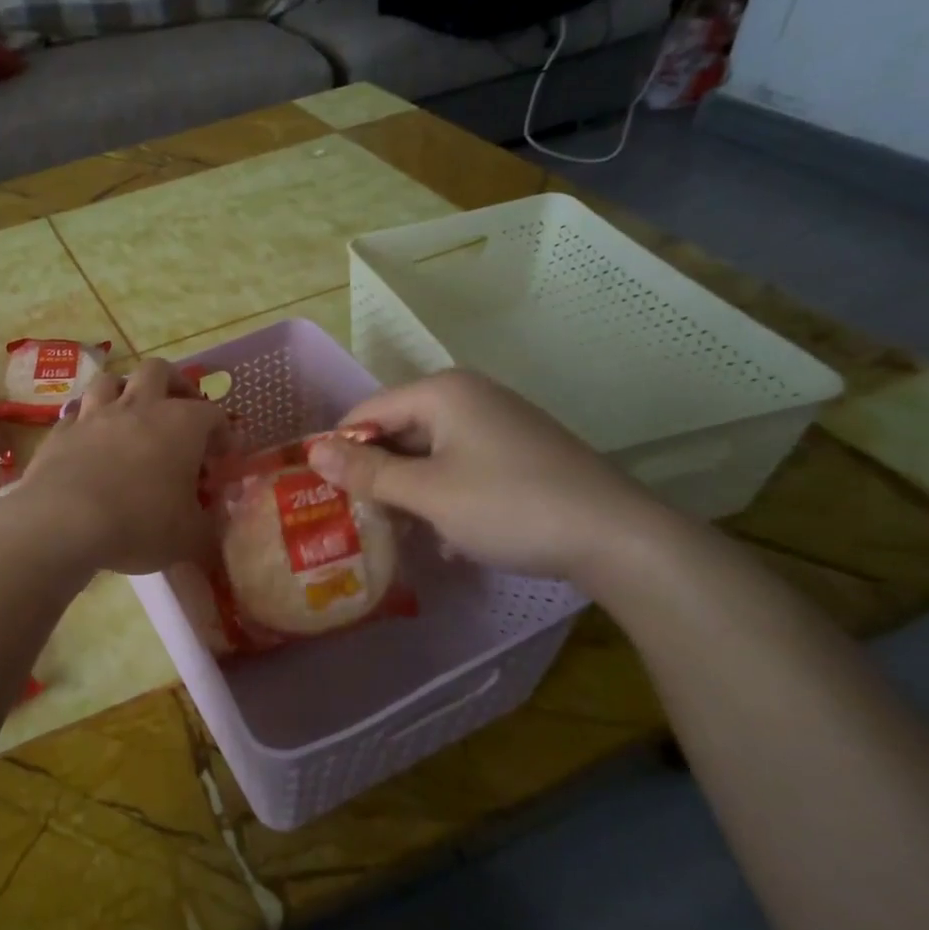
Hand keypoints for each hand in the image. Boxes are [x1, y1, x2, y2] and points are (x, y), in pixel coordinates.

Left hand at [0, 359, 227, 574]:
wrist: (64, 522)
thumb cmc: (140, 524)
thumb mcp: (190, 537)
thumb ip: (209, 526)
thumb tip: (214, 522)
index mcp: (180, 424)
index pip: (213, 414)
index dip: (223, 432)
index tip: (223, 456)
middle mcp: (138, 407)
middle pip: (158, 371)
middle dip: (174, 384)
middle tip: (180, 409)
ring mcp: (95, 414)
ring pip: (111, 381)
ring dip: (124, 392)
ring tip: (131, 414)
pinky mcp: (61, 431)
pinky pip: (77, 413)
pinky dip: (88, 422)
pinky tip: (90, 441)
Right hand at [307, 370, 673, 584]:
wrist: (617, 537)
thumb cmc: (509, 505)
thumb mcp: (428, 493)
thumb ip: (367, 472)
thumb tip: (311, 452)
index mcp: (442, 392)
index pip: (367, 411)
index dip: (341, 450)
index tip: (326, 493)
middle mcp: (468, 396)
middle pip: (398, 430)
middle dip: (378, 473)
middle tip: (361, 518)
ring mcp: (497, 422)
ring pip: (428, 452)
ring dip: (409, 490)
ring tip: (400, 532)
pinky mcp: (518, 451)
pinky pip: (459, 465)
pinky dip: (443, 494)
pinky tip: (447, 535)